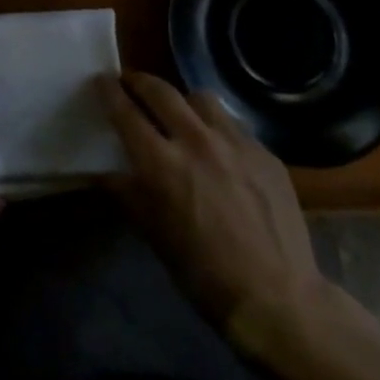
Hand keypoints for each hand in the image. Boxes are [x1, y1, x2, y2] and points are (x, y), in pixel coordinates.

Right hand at [99, 72, 378, 361]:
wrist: (278, 299)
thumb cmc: (204, 274)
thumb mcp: (155, 235)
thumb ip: (128, 193)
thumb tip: (103, 172)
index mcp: (162, 163)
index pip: (126, 112)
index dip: (109, 91)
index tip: (101, 80)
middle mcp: (196, 140)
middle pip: (161, 90)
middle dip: (140, 82)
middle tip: (131, 83)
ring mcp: (234, 142)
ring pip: (200, 98)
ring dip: (182, 100)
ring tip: (180, 113)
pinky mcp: (264, 152)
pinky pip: (233, 124)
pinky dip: (217, 127)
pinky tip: (220, 149)